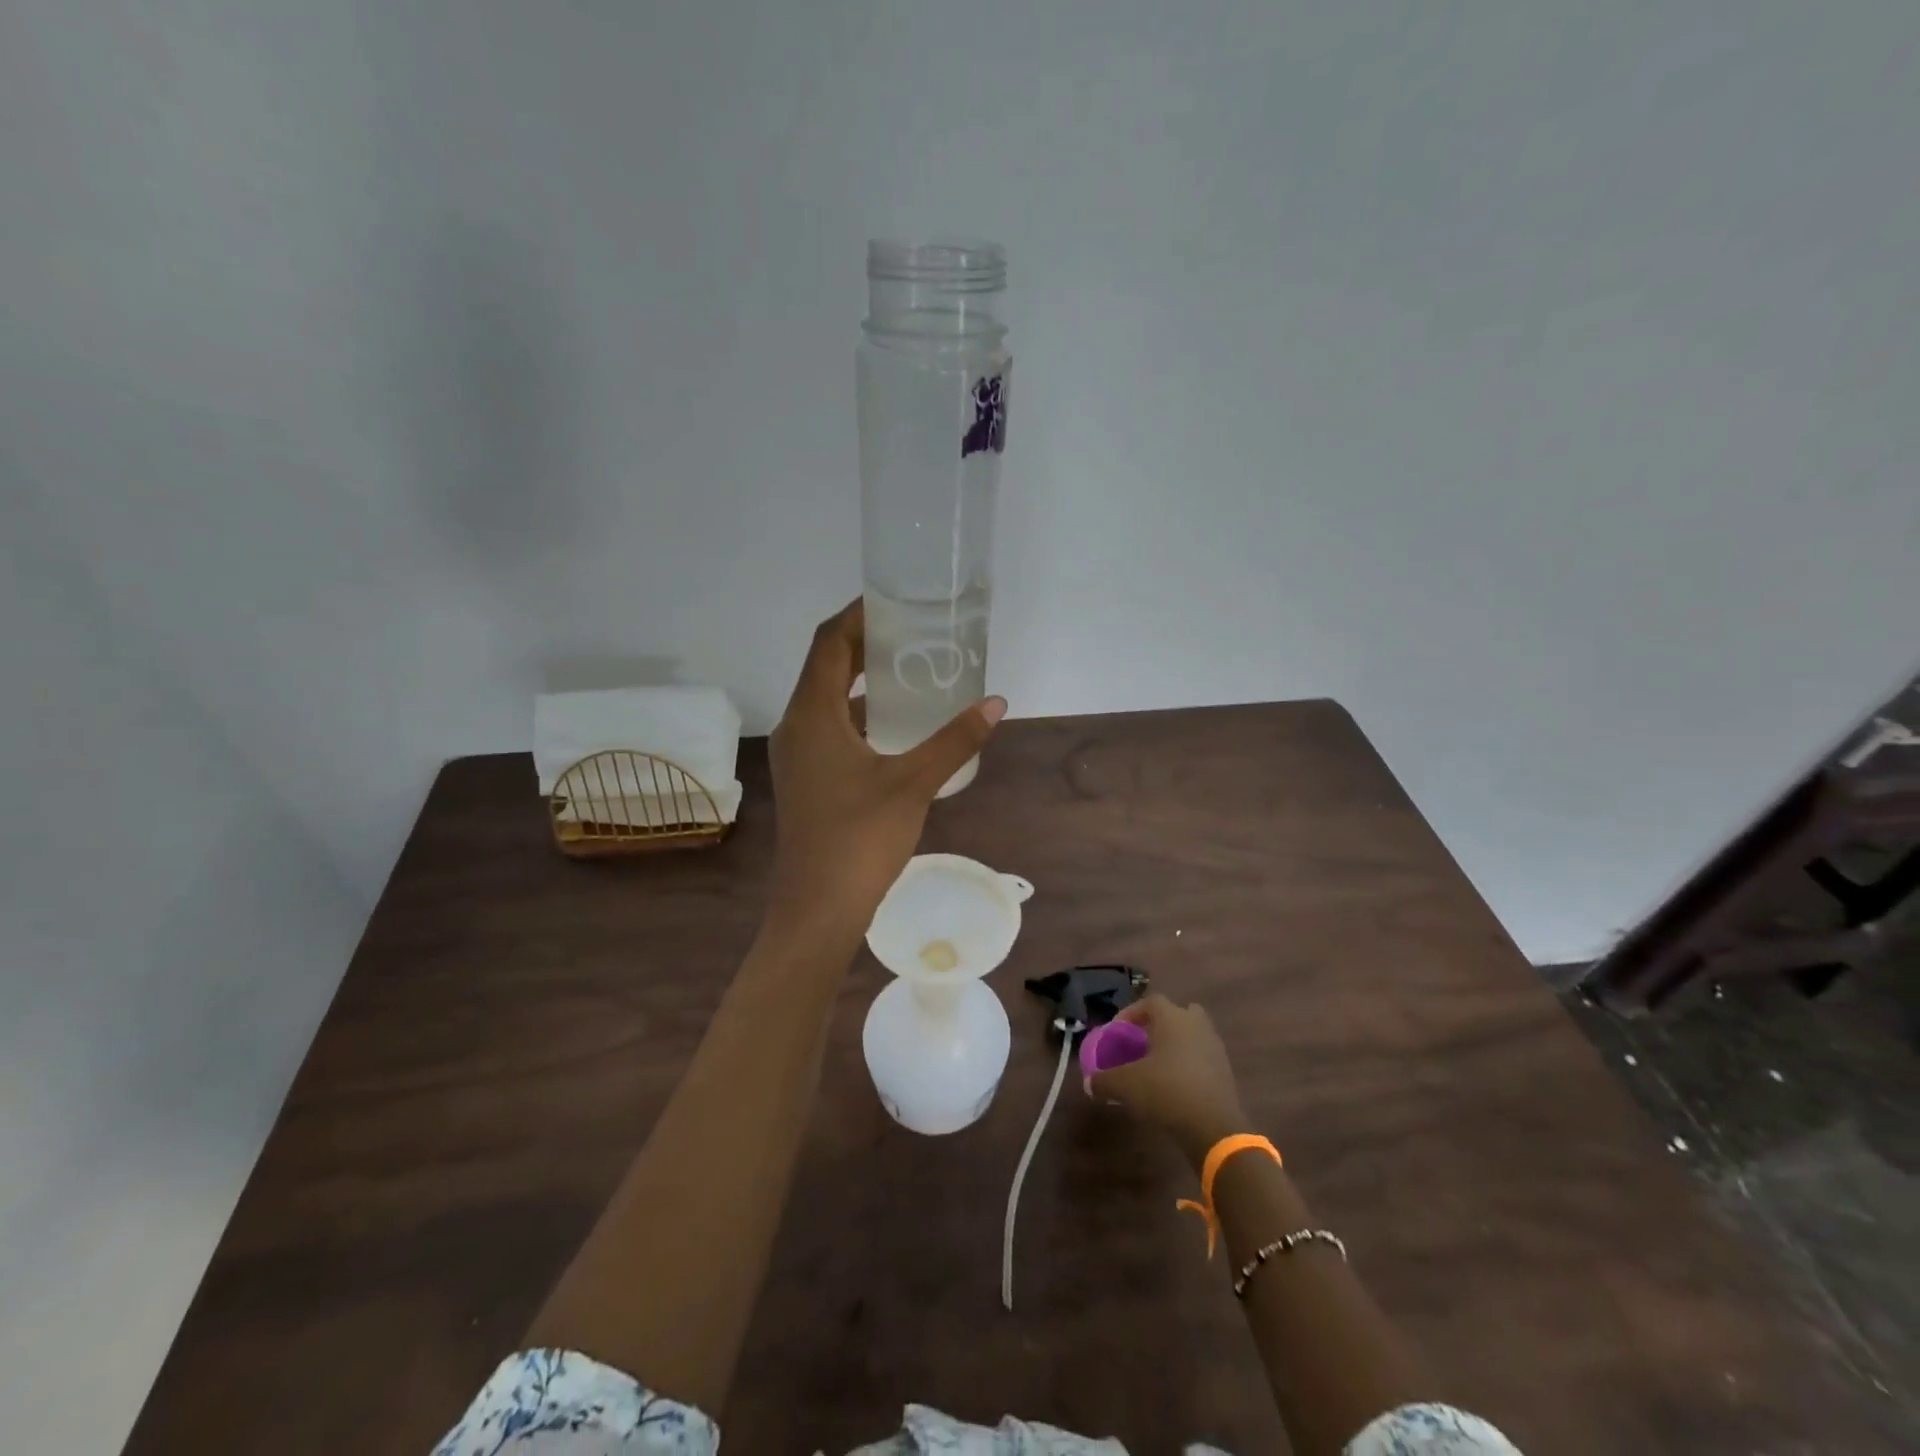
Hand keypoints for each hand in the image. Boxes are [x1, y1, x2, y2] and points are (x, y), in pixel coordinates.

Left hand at [766, 599, 1005, 938]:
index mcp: (812, 715)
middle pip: (825, 667)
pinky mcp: (807, 778)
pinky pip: (829, 727)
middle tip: (911, 632)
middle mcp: (797, 726)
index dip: (858, 615)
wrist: (817, 908)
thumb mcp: (913, 784)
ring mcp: (799, 755)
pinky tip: (894, 724)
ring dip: (860, 679)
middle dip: (863, 644)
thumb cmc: (860, 839)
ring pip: (826, 699)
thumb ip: (954, 740)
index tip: (895, 601)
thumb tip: (996, 703)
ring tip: (908, 669)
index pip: (829, 643)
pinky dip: (858, 713)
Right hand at [1088, 994, 1247, 1167]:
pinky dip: (1189, 1066)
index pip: (1150, 1002)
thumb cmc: (1167, 1091)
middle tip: (1142, 1044)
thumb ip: (1104, 1080)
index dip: (1130, 1014)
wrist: (1214, 1127)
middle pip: (1178, 1014)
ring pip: (1192, 1036)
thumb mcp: (1126, 1085)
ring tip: (1157, 1068)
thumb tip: (1089, 1083)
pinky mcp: (1226, 1073)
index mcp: (1173, 1018)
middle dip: (1160, 1026)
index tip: (1117, 1032)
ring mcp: (1215, 1048)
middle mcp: (1196, 1025)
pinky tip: (1175, 1087)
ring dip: (1176, 1046)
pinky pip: (1202, 1059)